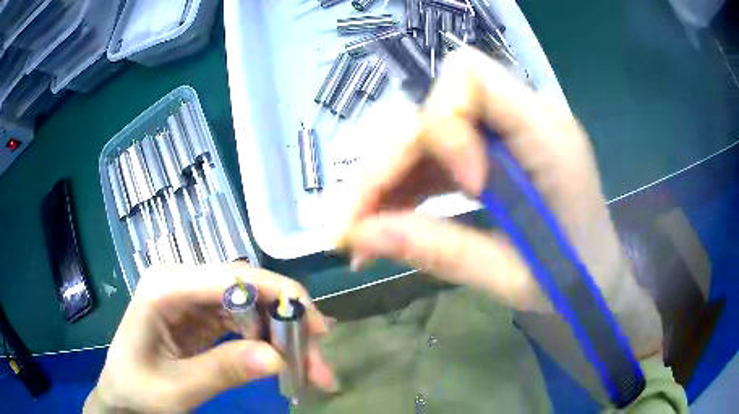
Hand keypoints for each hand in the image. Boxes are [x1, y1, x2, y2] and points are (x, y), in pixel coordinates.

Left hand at [85, 264, 336, 412]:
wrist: (121, 396)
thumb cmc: (137, 390)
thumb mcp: (177, 389)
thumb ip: (222, 371)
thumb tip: (277, 359)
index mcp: (165, 287)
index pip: (231, 277)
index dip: (278, 295)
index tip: (317, 327)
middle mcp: (180, 282)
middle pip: (246, 291)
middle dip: (287, 323)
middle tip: (319, 360)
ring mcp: (190, 298)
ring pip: (249, 307)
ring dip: (281, 336)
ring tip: (307, 369)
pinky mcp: (198, 315)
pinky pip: (240, 321)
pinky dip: (265, 341)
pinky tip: (280, 361)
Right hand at [338, 47, 661, 356]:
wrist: (600, 281)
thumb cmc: (575, 283)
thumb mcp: (512, 279)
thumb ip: (440, 251)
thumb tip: (360, 235)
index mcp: (548, 137)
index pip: (471, 77)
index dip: (444, 123)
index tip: (458, 186)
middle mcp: (527, 120)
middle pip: (435, 108)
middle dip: (390, 162)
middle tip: (356, 226)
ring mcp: (509, 135)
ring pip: (427, 133)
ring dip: (390, 178)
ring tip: (364, 233)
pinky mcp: (496, 154)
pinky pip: (438, 155)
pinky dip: (408, 186)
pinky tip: (391, 221)